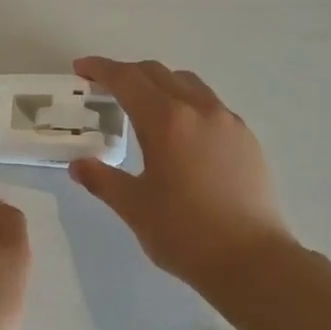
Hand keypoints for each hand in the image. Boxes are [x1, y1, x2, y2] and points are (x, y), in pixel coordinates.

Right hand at [68, 57, 294, 288]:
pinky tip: (181, 133)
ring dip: (160, 84)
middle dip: (128, 73)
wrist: (252, 260)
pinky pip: (210, 105)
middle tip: (104, 86)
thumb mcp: (134, 207)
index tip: (81, 69)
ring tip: (143, 105)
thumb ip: (102, 180)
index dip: (100, 69)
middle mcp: (199, 110)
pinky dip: (186, 104)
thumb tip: (79, 165)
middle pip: (158, 73)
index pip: (127, 80)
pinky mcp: (247, 139)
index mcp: (166, 121)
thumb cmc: (184, 233)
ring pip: (189, 84)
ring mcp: (228, 122)